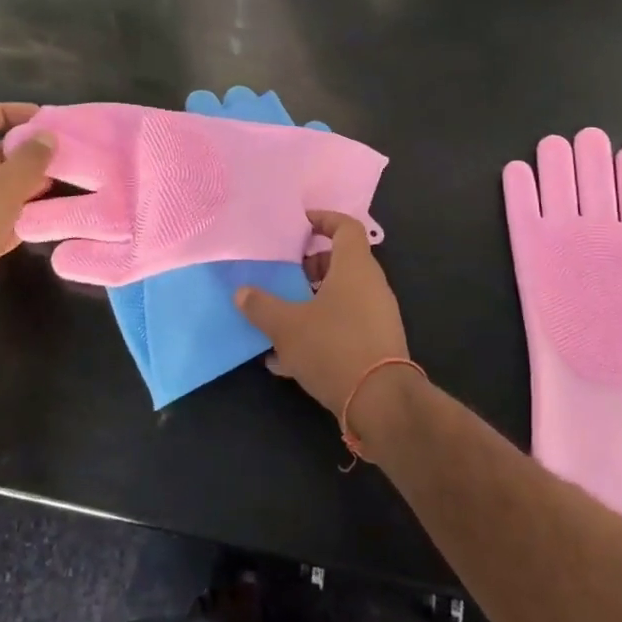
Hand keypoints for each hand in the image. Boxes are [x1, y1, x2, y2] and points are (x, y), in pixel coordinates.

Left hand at [0, 103, 53, 320]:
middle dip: (21, 153)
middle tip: (56, 155)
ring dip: (21, 184)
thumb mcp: (4, 186)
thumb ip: (30, 159)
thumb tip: (48, 135)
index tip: (40, 118)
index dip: (7, 113)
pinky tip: (42, 217)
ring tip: (55, 184)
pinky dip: (14, 213)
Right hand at [234, 211, 407, 416]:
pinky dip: (320, 331)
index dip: (323, 219)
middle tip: (285, 275)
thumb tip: (241, 292)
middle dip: (311, 267)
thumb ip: (261, 306)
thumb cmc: (333, 347)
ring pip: (342, 296)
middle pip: (342, 262)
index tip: (300, 225)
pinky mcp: (377, 344)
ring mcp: (377, 316)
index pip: (346, 226)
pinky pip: (345, 326)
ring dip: (313, 301)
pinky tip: (289, 359)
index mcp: (355, 267)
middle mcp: (371, 285)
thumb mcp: (287, 326)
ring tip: (281, 318)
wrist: (380, 402)